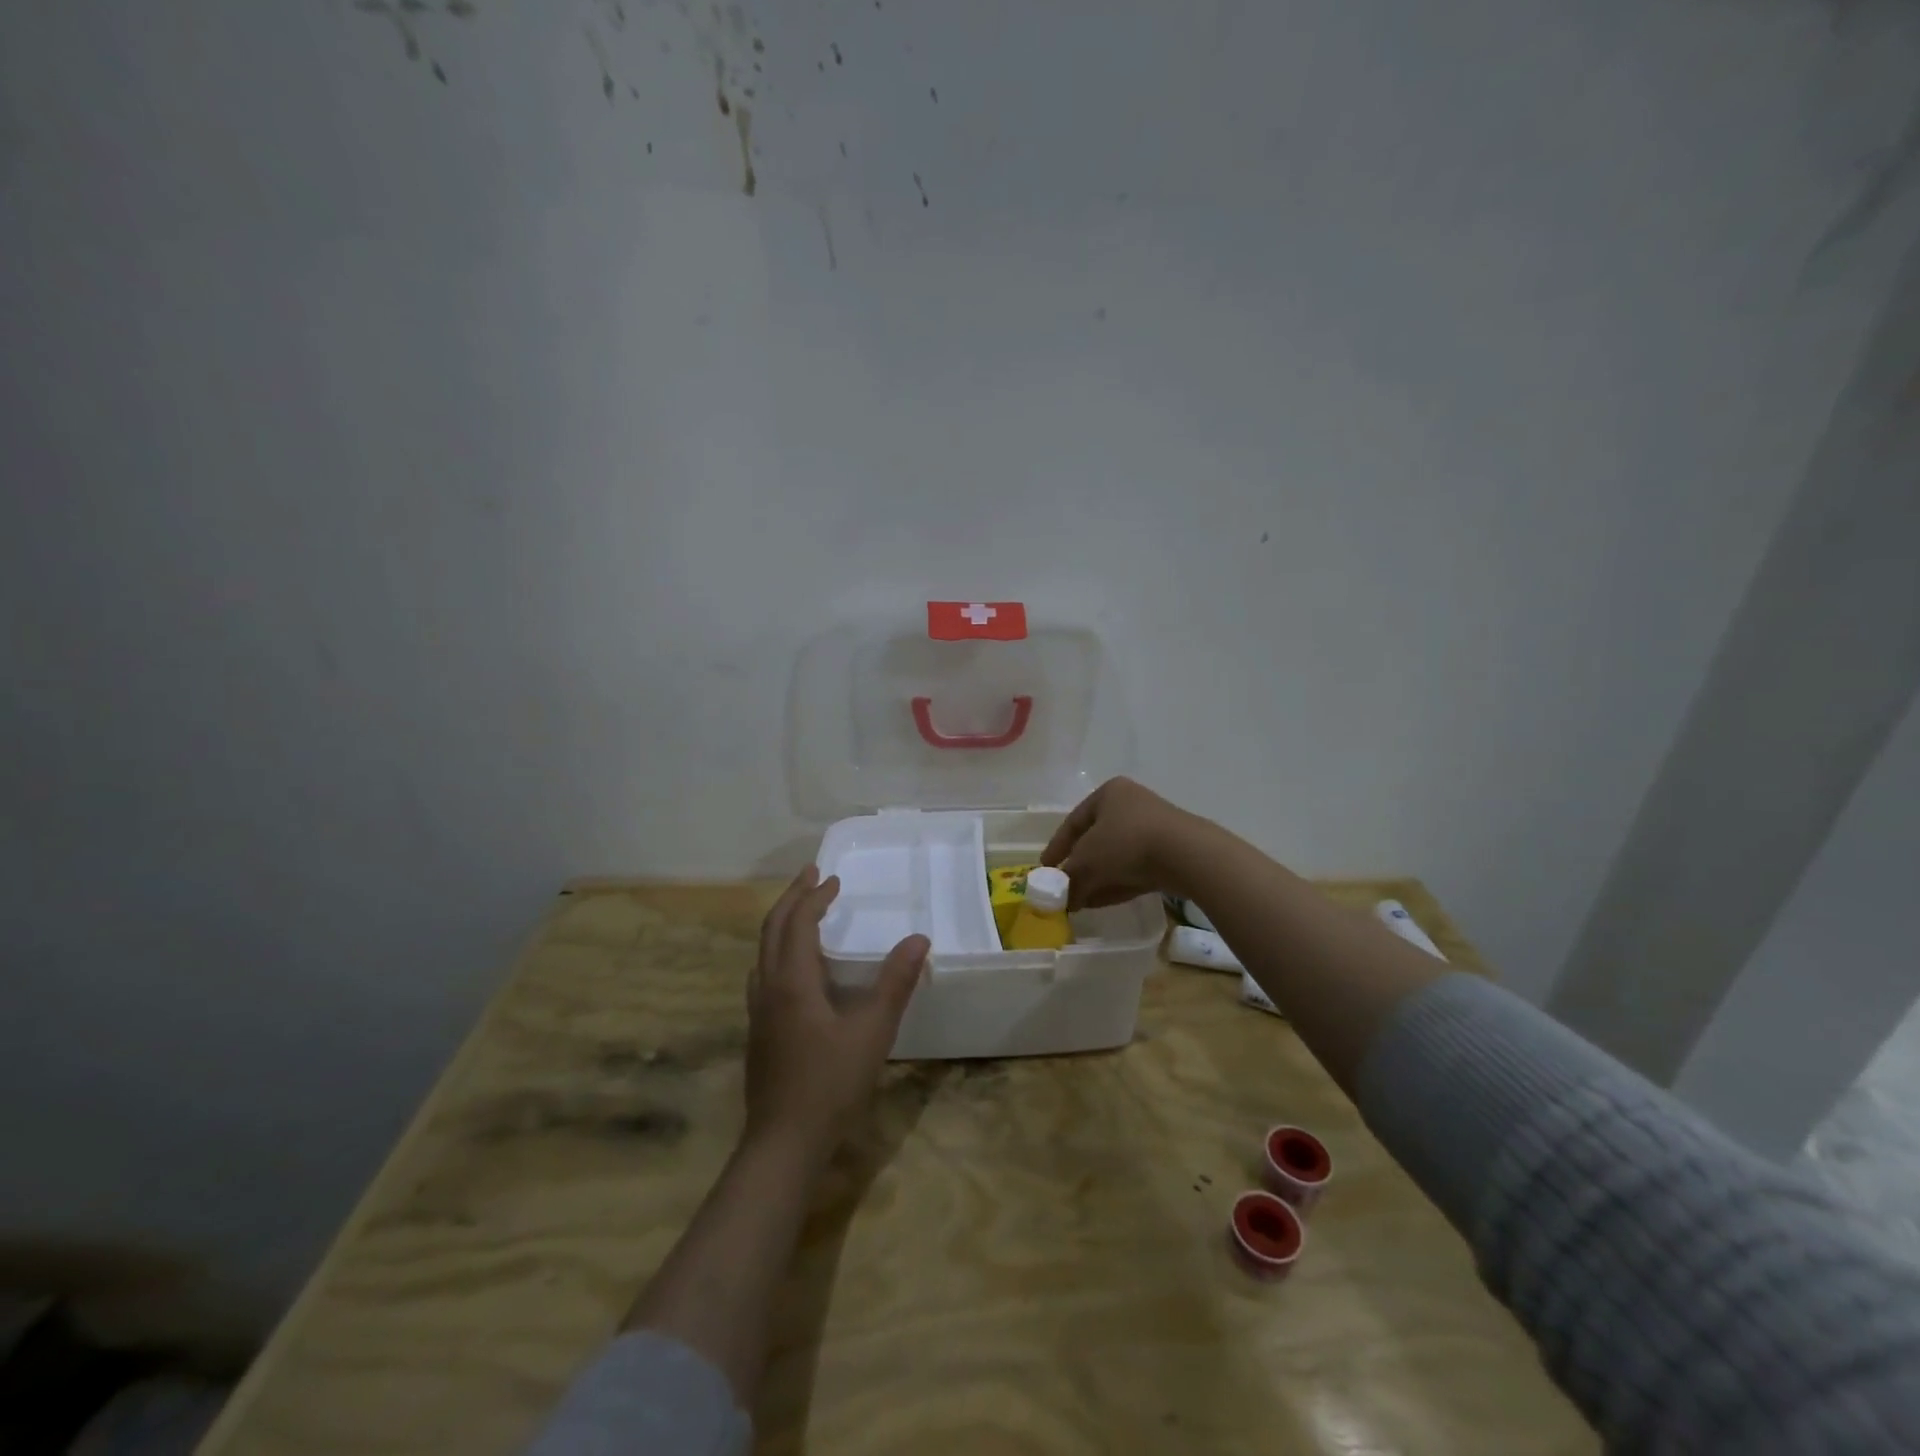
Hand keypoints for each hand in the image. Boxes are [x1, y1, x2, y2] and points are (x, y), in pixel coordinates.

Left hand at [744, 866, 928, 1160]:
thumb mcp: (872, 1031)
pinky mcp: (759, 1033)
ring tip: (804, 914)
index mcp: (792, 981)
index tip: (834, 879)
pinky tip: (796, 972)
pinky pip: (765, 974)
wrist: (783, 1144)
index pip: (798, 922)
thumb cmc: (830, 1084)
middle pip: (772, 929)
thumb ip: (895, 983)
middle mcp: (768, 988)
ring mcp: (759, 1012)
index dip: (815, 897)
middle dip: (792, 899)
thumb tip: (919, 939)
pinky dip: (779, 953)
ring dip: (782, 924)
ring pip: (764, 952)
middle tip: (812, 877)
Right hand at [1041, 777, 1211, 908]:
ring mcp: (1153, 828)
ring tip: (1080, 902)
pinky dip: (1116, 883)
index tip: (1045, 869)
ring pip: (1115, 857)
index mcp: (1109, 793)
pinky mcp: (1169, 853)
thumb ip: (1069, 878)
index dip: (1057, 847)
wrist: (1186, 854)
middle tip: (1064, 888)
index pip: (1074, 821)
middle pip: (1095, 840)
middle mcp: (1131, 805)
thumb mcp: (1087, 861)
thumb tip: (1061, 898)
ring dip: (1096, 879)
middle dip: (1078, 867)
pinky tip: (1101, 902)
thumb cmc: (1126, 843)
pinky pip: (1134, 868)